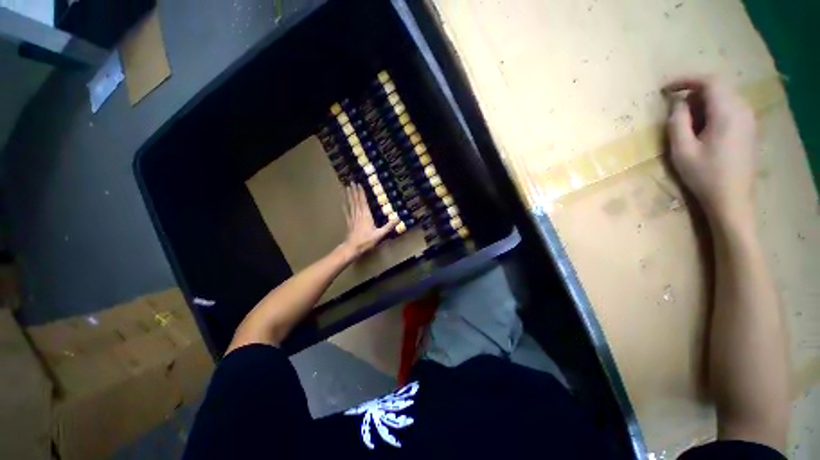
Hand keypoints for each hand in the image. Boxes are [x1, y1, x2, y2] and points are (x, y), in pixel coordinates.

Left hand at [340, 184, 397, 259]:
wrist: (353, 247)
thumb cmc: (367, 240)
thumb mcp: (380, 234)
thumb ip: (389, 226)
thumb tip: (399, 218)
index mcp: (366, 215)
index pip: (363, 201)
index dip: (361, 192)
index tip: (359, 184)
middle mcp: (359, 214)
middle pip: (356, 200)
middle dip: (355, 191)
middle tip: (352, 182)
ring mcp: (352, 217)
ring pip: (351, 204)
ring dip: (349, 195)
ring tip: (347, 187)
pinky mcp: (349, 222)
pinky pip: (346, 211)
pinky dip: (345, 206)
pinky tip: (343, 202)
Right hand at [665, 76, 757, 223]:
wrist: (732, 199)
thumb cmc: (704, 175)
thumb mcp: (682, 150)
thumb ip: (678, 122)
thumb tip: (677, 103)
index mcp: (728, 112)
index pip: (710, 81)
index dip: (686, 80)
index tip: (665, 88)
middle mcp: (743, 109)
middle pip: (718, 87)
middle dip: (694, 93)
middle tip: (674, 109)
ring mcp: (749, 119)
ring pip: (724, 97)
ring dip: (703, 103)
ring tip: (687, 122)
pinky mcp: (749, 128)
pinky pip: (730, 108)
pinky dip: (713, 111)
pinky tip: (703, 128)